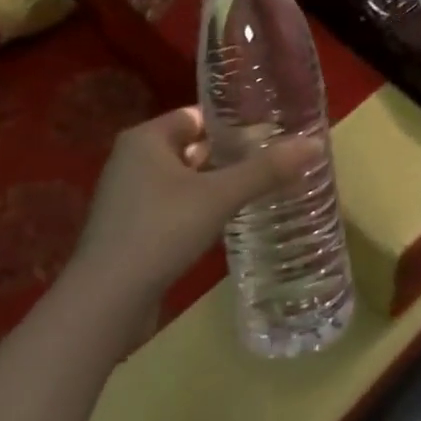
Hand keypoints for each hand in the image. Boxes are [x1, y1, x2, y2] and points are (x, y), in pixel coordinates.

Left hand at [75, 107, 319, 301]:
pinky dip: (200, 208)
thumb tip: (315, 144)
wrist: (105, 304)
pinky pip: (174, 206)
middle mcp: (132, 161)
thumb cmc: (160, 232)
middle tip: (273, 159)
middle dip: (230, 154)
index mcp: (146, 139)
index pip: (197, 116)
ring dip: (216, 183)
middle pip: (192, 147)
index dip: (234, 122)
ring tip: (260, 187)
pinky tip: (229, 220)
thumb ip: (266, 170)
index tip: (271, 131)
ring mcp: (128, 197)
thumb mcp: (220, 196)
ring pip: (184, 179)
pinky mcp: (131, 230)